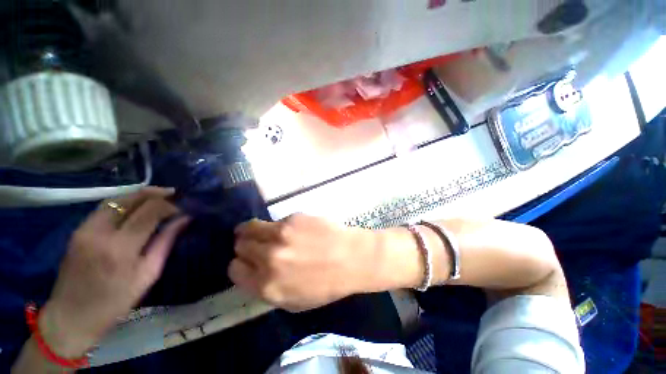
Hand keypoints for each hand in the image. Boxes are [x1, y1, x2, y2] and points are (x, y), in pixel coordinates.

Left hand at [40, 188, 189, 356]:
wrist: (72, 316)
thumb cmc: (116, 301)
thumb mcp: (148, 274)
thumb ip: (166, 242)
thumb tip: (185, 219)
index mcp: (121, 248)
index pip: (150, 211)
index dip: (170, 205)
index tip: (184, 209)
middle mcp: (100, 232)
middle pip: (132, 199)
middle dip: (157, 193)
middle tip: (175, 195)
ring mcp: (85, 228)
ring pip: (117, 198)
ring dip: (141, 195)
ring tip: (160, 198)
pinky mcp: (78, 229)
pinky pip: (106, 207)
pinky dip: (126, 203)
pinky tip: (137, 208)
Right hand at [229, 214, 382, 311]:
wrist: (351, 257)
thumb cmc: (326, 284)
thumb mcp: (293, 301)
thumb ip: (267, 288)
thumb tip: (252, 271)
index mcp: (267, 285)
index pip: (234, 270)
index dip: (240, 265)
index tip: (248, 262)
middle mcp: (269, 257)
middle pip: (240, 245)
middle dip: (245, 246)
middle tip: (256, 246)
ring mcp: (281, 234)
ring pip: (250, 227)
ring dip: (252, 230)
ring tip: (262, 232)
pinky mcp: (293, 218)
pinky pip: (275, 221)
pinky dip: (279, 226)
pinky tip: (294, 230)